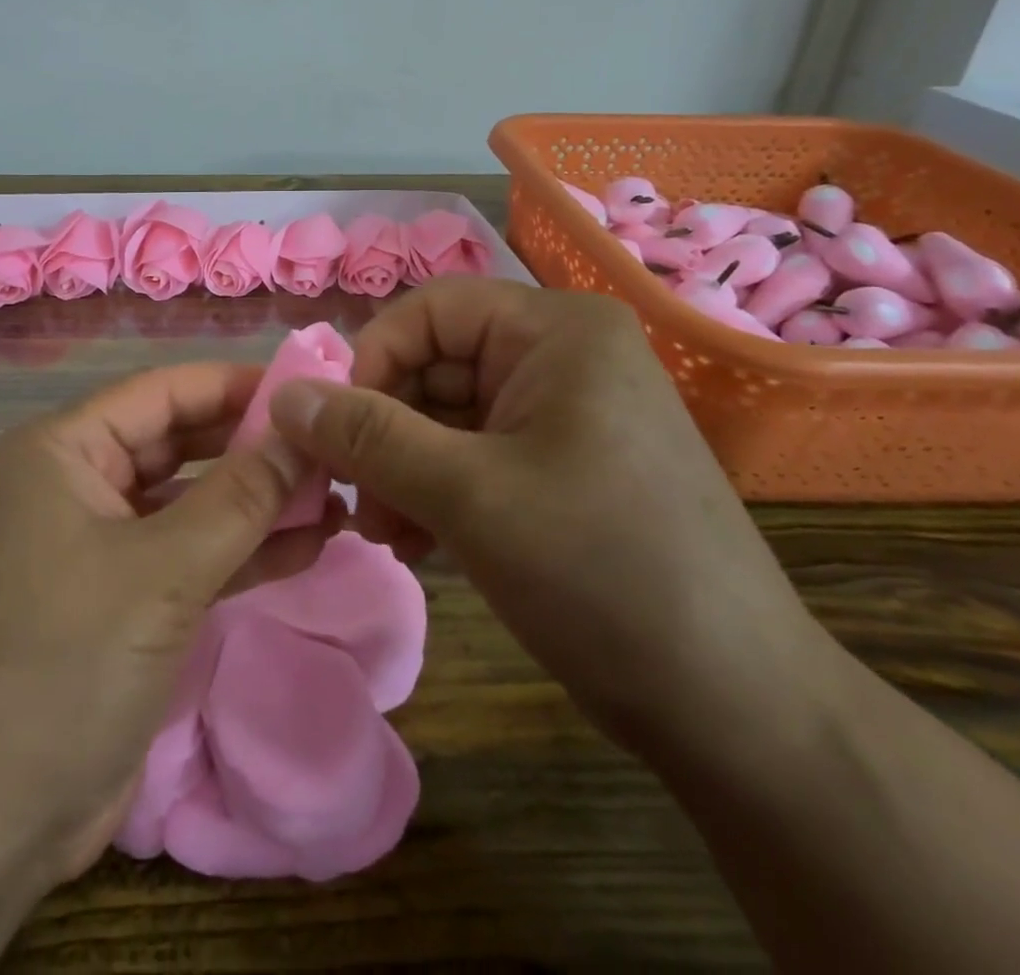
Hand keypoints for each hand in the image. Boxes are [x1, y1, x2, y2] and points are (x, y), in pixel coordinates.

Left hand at [0, 362, 335, 892]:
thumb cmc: (61, 663)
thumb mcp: (162, 571)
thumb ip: (241, 497)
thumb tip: (304, 435)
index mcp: (62, 450)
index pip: (163, 393)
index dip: (236, 386)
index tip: (309, 391)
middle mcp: (76, 484)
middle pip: (179, 445)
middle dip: (253, 447)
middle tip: (332, 447)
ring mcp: (98, 547)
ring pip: (190, 504)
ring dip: (257, 502)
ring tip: (337, 496)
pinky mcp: (120, 603)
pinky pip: (189, 557)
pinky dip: (242, 552)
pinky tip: (309, 546)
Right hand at [268, 277, 830, 751]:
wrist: (737, 708)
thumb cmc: (600, 571)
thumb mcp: (467, 495)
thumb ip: (366, 437)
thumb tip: (283, 396)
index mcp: (555, 332)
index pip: (430, 310)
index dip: (371, 361)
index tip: (334, 432)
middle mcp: (562, 357)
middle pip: (435, 365)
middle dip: (383, 430)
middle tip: (351, 497)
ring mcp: (564, 414)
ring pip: (448, 416)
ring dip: (401, 468)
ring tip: (380, 532)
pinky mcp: (562, 466)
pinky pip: (475, 455)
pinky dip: (435, 490)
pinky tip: (415, 543)